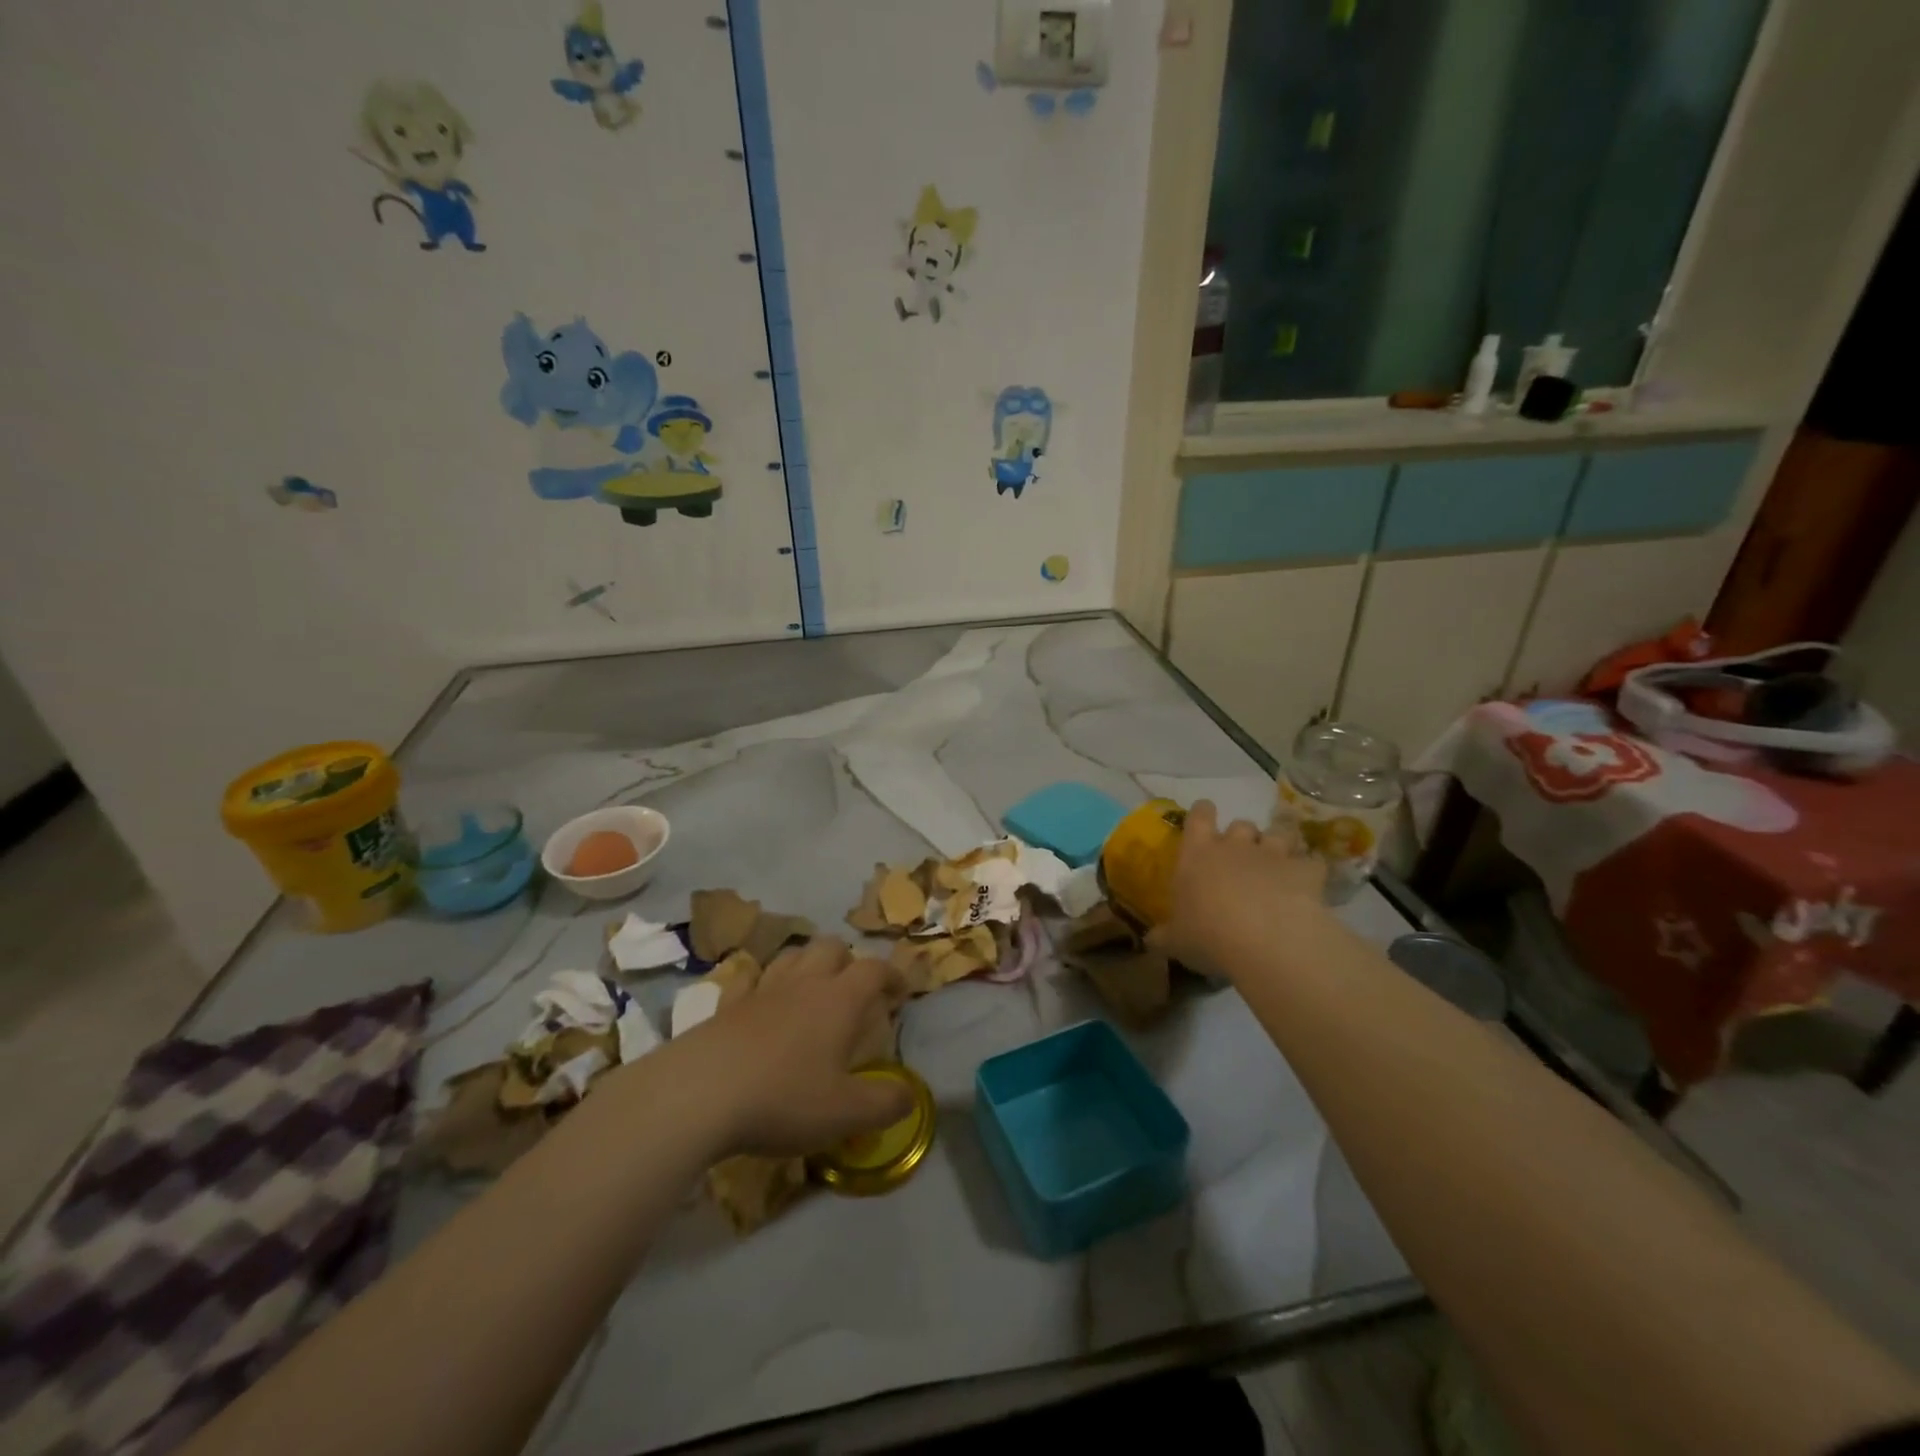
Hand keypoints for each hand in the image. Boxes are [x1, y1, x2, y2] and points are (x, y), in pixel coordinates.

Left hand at [672, 938, 911, 1157]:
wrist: (699, 1094)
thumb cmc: (783, 1098)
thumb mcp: (845, 1113)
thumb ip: (886, 1103)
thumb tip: (911, 1094)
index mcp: (839, 1000)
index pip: (874, 970)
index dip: (892, 975)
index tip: (900, 992)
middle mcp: (804, 983)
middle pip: (831, 947)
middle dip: (848, 960)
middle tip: (853, 989)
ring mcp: (762, 989)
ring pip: (792, 955)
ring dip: (808, 963)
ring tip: (812, 988)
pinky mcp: (727, 1004)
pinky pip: (749, 979)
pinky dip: (762, 983)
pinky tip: (761, 1000)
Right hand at [1149, 800, 1328, 979]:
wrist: (1266, 940)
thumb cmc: (1208, 934)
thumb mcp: (1177, 941)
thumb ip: (1165, 936)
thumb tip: (1151, 940)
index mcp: (1198, 853)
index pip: (1199, 816)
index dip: (1203, 813)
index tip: (1205, 817)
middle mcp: (1235, 845)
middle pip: (1241, 824)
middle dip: (1243, 837)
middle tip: (1241, 859)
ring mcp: (1273, 854)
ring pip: (1278, 834)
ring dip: (1277, 847)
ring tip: (1277, 867)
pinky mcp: (1305, 871)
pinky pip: (1312, 863)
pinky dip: (1310, 872)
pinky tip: (1309, 887)